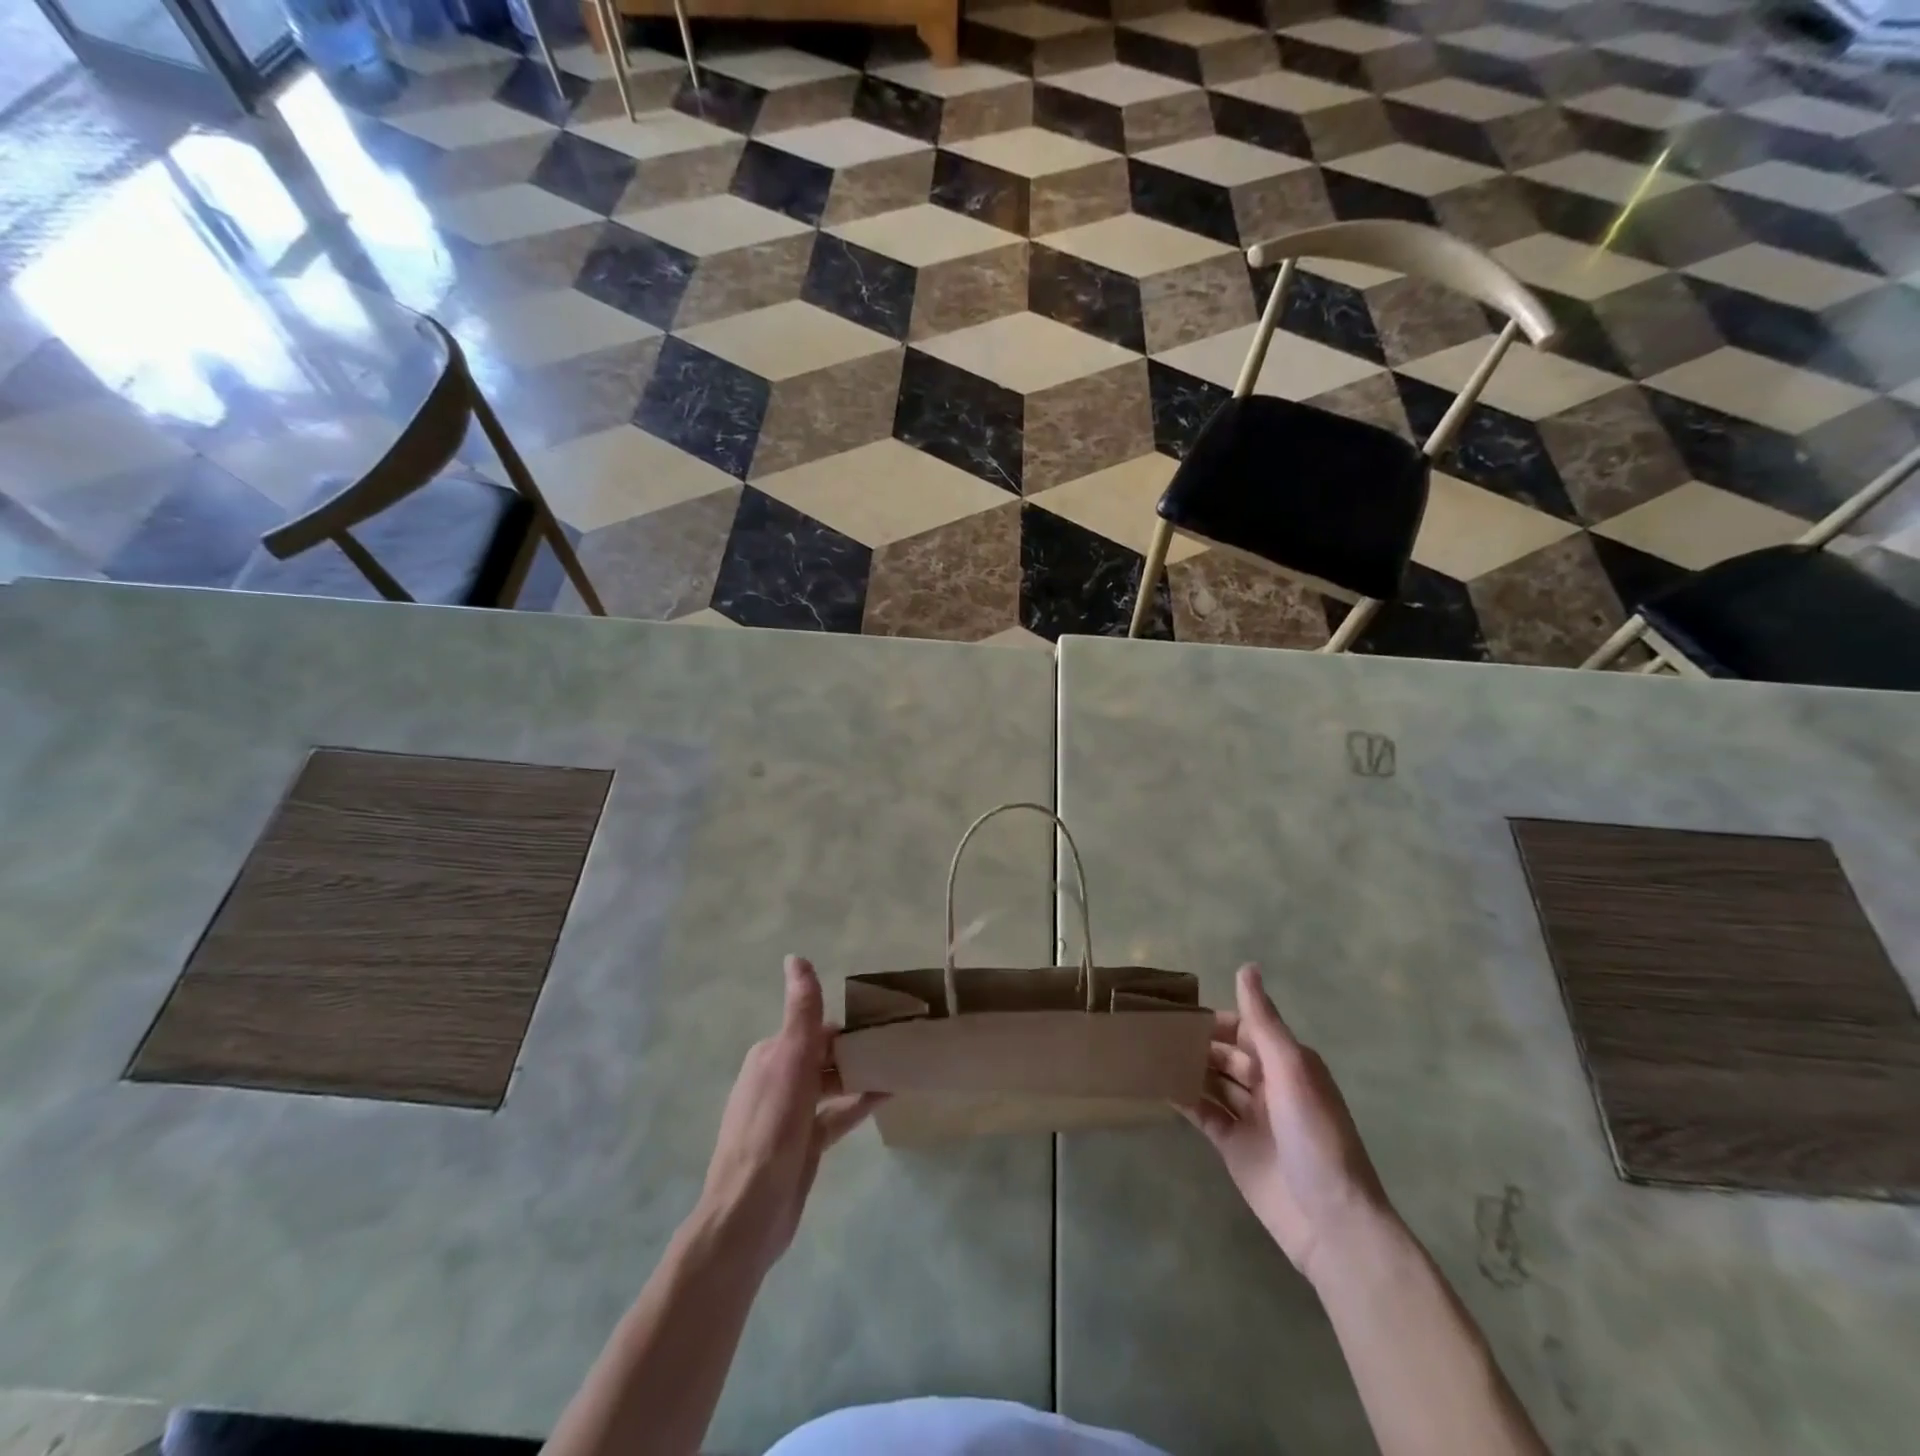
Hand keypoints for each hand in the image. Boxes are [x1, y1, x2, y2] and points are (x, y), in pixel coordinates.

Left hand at [698, 956, 883, 1276]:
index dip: (848, 1024)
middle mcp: (778, 1078)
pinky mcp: (804, 1143)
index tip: (885, 1020)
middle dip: (858, 1048)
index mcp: (771, 1055)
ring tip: (900, 1064)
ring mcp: (790, 1114)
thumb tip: (796, 957)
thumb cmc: (771, 1129)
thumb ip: (800, 1011)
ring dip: (861, 1074)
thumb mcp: (790, 1061)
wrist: (748, 1213)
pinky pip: (836, 1115)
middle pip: (825, 1055)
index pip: (816, 1027)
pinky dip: (858, 1104)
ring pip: (833, 1084)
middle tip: (900, 1042)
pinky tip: (887, 1096)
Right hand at [1181, 964, 1393, 1287]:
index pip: (1244, 1028)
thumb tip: (1246, 966)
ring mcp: (1250, 1117)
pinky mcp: (1234, 1146)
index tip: (1175, 1008)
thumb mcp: (1292, 1071)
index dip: (1212, 1018)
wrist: (1331, 1224)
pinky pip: (1204, 1113)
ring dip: (1186, 1067)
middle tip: (1152, 1029)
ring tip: (1148, 1051)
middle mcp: (1269, 1084)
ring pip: (1212, 1081)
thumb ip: (1263, 1022)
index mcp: (1287, 1063)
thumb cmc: (1316, 1137)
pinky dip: (1184, 1099)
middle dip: (1195, 1041)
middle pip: (1225, 1053)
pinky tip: (1157, 1086)